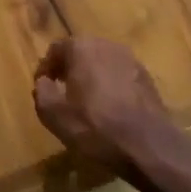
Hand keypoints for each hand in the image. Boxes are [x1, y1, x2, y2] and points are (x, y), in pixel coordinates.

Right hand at [33, 37, 177, 177]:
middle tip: (62, 92)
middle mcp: (107, 45)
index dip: (46, 68)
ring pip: (102, 63)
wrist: (149, 146)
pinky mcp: (147, 77)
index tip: (43, 87)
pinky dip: (110, 86)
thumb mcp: (54, 115)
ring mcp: (131, 59)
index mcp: (82, 47)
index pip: (56, 49)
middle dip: (69, 69)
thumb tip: (44, 82)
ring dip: (91, 77)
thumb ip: (42, 91)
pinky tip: (109, 109)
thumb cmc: (95, 127)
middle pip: (80, 52)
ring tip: (85, 102)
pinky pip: (120, 75)